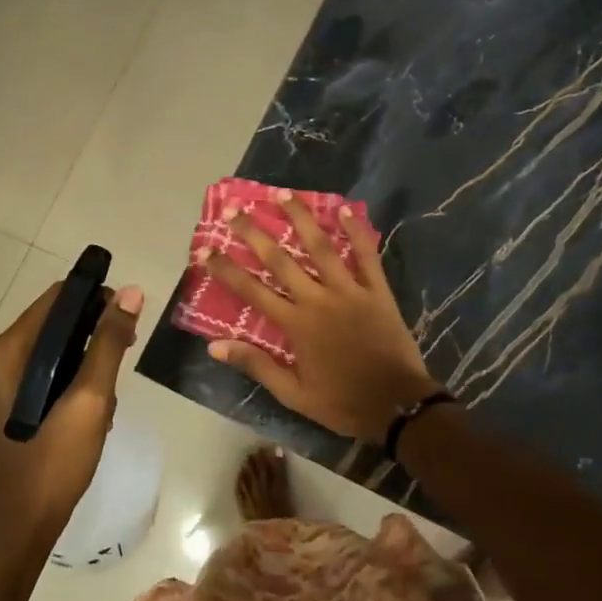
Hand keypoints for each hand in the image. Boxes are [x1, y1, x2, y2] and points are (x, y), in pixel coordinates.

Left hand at [0, 281, 143, 545]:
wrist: (26, 520)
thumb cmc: (55, 458)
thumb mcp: (91, 397)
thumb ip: (109, 342)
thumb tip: (132, 292)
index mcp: (11, 349)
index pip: (59, 297)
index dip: (97, 298)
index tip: (128, 320)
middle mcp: (2, 356)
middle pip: (59, 319)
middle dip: (97, 332)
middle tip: (127, 354)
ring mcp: (7, 379)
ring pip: (61, 346)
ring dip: (92, 359)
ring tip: (109, 395)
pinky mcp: (17, 399)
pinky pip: (54, 369)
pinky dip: (78, 377)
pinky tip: (96, 407)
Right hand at [203, 196, 440, 443]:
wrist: (397, 406)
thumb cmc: (342, 402)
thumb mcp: (293, 394)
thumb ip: (256, 365)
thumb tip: (214, 345)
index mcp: (296, 325)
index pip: (251, 290)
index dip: (226, 269)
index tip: (205, 249)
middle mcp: (318, 300)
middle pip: (280, 260)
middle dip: (254, 234)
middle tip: (235, 210)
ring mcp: (350, 291)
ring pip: (321, 247)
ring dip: (301, 219)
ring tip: (283, 194)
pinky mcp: (378, 291)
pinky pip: (367, 255)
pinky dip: (357, 232)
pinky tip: (345, 210)